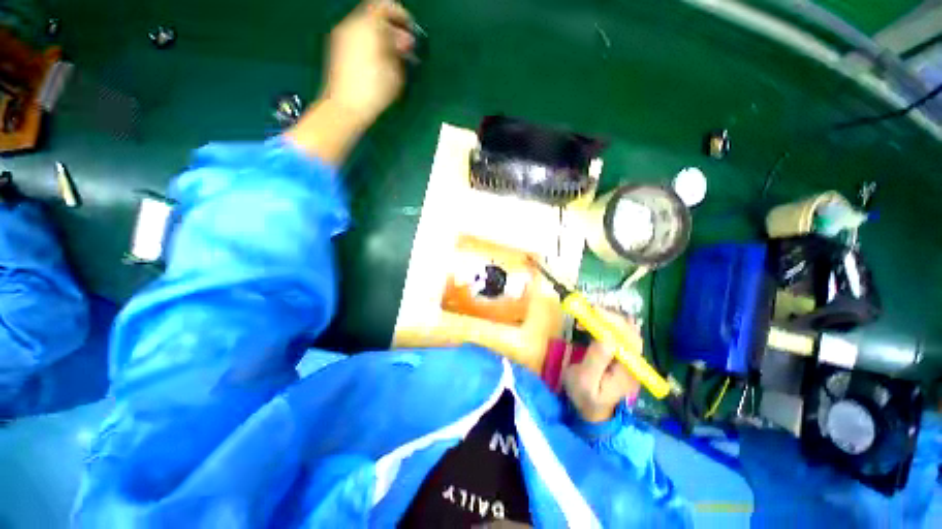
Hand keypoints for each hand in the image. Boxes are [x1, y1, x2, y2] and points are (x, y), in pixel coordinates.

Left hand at [320, 0, 414, 127]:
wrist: (345, 107)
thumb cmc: (374, 91)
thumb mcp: (395, 72)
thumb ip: (400, 51)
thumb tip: (404, 41)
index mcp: (368, 26)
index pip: (385, 6)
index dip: (400, 14)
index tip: (411, 28)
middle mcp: (352, 25)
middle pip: (375, 16)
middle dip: (393, 29)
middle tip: (406, 47)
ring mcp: (342, 37)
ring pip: (366, 28)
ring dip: (382, 38)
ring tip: (395, 58)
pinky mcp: (338, 50)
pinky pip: (359, 38)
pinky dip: (371, 44)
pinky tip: (380, 62)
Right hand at [563, 312, 640, 422]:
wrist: (590, 410)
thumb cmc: (585, 396)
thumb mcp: (585, 381)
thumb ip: (596, 360)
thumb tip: (607, 337)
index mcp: (628, 370)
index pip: (630, 340)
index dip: (615, 323)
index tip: (595, 311)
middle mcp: (633, 362)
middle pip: (630, 333)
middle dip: (610, 318)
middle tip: (588, 310)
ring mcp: (627, 358)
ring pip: (624, 332)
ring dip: (606, 320)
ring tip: (586, 318)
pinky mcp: (619, 355)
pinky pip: (616, 335)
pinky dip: (604, 325)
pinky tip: (590, 325)